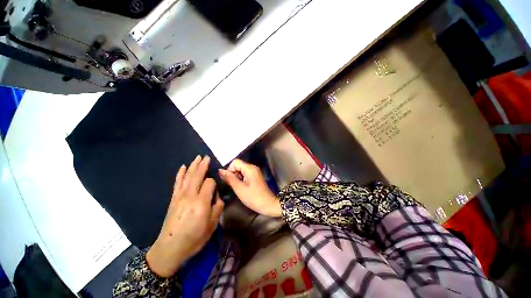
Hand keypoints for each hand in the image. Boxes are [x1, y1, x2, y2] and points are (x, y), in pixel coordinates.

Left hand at [146, 155, 223, 277]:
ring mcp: (180, 196)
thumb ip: (218, 207)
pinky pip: (177, 183)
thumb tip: (217, 197)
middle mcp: (190, 195)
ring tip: (197, 157)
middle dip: (203, 165)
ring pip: (187, 176)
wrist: (170, 248)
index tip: (216, 189)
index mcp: (201, 202)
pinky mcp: (173, 199)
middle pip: (197, 175)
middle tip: (206, 156)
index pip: (210, 183)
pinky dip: (180, 174)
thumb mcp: (212, 225)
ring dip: (193, 166)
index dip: (214, 183)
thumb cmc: (194, 238)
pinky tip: (182, 167)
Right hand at [219, 159, 281, 217]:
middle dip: (233, 174)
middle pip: (238, 165)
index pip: (235, 162)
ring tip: (238, 188)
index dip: (229, 170)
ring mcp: (255, 172)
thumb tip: (220, 170)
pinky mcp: (255, 177)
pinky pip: (245, 174)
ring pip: (241, 170)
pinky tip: (242, 188)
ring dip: (237, 178)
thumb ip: (229, 178)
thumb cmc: (253, 197)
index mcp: (249, 168)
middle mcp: (252, 167)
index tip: (229, 181)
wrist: (268, 204)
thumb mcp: (239, 188)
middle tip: (234, 186)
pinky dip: (241, 179)